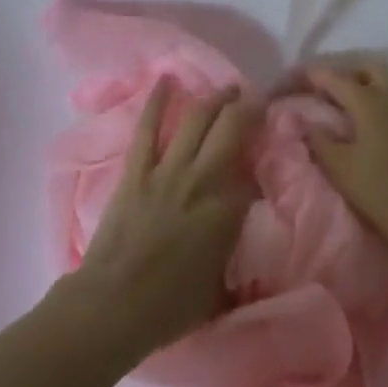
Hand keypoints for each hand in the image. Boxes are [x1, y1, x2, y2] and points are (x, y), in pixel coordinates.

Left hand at [62, 79, 258, 360]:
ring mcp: (168, 170)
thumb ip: (234, 247)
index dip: (263, 149)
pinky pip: (148, 127)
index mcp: (228, 210)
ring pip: (196, 120)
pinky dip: (157, 101)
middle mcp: (204, 179)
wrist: (117, 304)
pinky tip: (167, 80)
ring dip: (214, 99)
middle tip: (253, 99)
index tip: (271, 138)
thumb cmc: (172, 307)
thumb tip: (241, 225)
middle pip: (231, 128)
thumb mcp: (221, 284)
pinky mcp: (137, 169)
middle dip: (245, 107)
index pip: (253, 168)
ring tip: (227, 88)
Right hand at [304, 61, 387, 240]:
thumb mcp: (339, 166)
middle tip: (324, 90)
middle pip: (367, 69)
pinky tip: (364, 126)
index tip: (295, 77)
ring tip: (341, 108)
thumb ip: (320, 139)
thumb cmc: (378, 188)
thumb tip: (309, 123)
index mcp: (368, 102)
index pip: (335, 77)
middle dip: (345, 72)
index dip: (312, 74)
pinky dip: (375, 104)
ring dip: (362, 87)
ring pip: (383, 84)